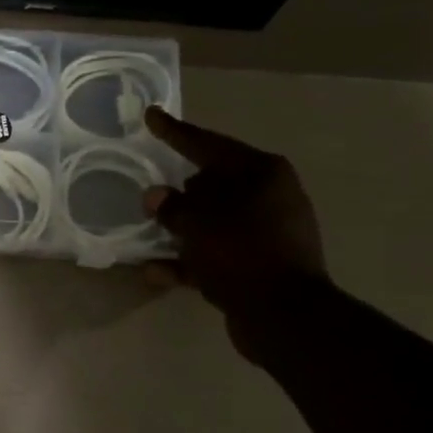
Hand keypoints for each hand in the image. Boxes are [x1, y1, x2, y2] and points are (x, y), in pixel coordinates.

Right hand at [142, 107, 328, 343]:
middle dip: (180, 191)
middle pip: (213, 184)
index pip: (208, 144)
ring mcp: (268, 233)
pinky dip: (189, 260)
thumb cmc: (242, 254)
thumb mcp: (198, 224)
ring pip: (213, 221)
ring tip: (147, 232)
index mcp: (262, 173)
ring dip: (180, 230)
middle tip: (150, 193)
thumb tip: (155, 196)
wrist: (285, 316)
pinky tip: (155, 271)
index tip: (151, 115)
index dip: (175, 132)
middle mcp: (269, 196)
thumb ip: (172, 207)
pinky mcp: (260, 265)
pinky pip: (217, 254)